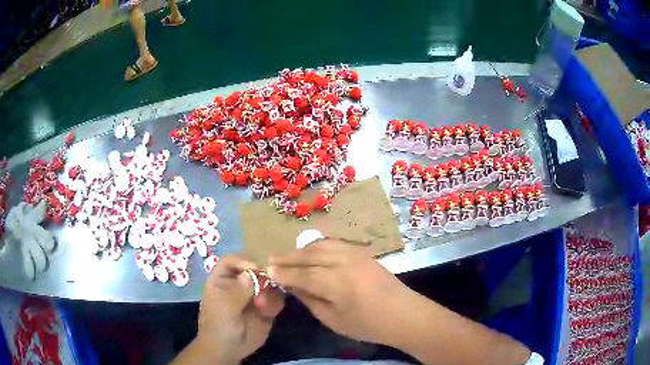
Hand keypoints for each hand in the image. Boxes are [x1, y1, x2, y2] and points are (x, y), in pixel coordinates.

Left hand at [193, 256, 284, 363]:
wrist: (229, 350)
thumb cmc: (219, 325)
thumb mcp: (224, 307)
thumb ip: (238, 290)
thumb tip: (253, 272)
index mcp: (223, 279)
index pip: (232, 260)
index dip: (243, 261)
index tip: (255, 269)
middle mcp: (239, 283)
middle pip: (255, 268)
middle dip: (263, 276)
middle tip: (268, 286)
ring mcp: (254, 295)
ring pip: (269, 283)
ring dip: (270, 292)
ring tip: (264, 307)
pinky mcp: (267, 307)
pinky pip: (276, 298)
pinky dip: (275, 303)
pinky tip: (269, 313)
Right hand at [268, 239, 414, 345]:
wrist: (404, 314)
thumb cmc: (369, 325)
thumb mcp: (334, 320)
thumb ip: (311, 300)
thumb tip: (292, 287)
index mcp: (336, 283)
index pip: (302, 274)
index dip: (283, 273)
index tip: (267, 271)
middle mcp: (344, 262)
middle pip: (310, 255)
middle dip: (288, 257)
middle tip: (271, 259)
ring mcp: (355, 254)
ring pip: (321, 245)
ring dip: (302, 249)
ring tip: (288, 255)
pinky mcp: (363, 253)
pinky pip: (335, 244)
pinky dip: (319, 246)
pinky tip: (312, 251)